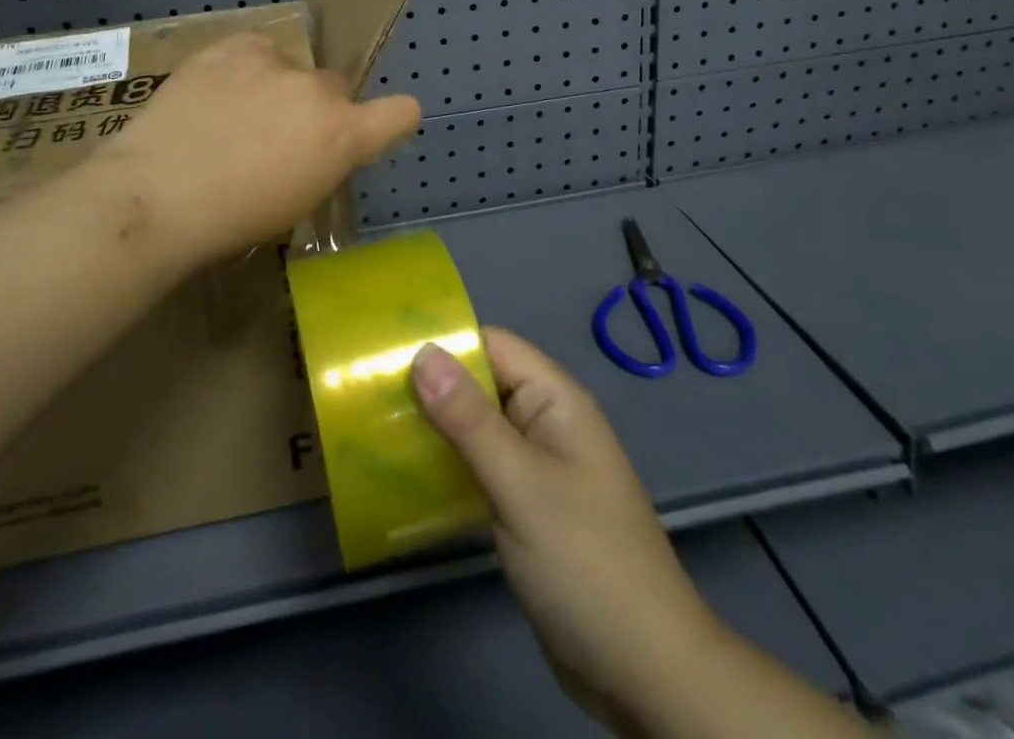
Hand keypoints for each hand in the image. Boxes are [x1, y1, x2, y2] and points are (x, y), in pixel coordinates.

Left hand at [92, 31, 419, 271]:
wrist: (157, 195)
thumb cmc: (231, 220)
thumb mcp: (298, 202)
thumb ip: (323, 161)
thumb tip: (318, 144)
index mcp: (343, 135)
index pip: (401, 112)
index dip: (392, 119)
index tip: (375, 129)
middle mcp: (319, 90)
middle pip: (335, 88)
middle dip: (316, 110)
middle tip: (274, 137)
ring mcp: (275, 62)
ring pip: (293, 68)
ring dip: (278, 86)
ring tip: (232, 115)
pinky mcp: (234, 45)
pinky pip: (257, 50)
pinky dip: (245, 68)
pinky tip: (215, 94)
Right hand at [413, 329, 719, 737]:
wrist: (643, 671)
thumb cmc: (584, 561)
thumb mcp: (520, 484)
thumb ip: (469, 420)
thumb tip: (422, 353)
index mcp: (556, 400)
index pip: (494, 346)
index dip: (445, 343)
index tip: (386, 350)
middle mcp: (547, 423)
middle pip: (482, 384)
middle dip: (432, 386)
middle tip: (369, 393)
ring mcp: (538, 467)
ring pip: (478, 428)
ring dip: (436, 428)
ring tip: (376, 427)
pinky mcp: (527, 507)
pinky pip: (482, 468)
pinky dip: (450, 465)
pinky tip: (408, 475)